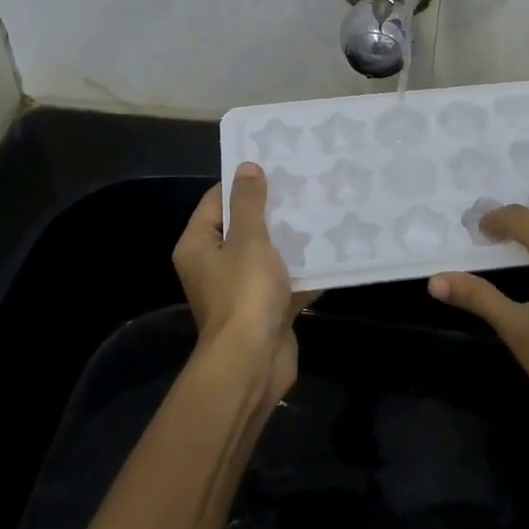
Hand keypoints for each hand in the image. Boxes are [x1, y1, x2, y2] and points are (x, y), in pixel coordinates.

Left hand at [172, 163, 314, 406]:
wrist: (253, 363)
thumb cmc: (244, 294)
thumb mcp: (248, 239)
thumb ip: (249, 203)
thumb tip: (246, 167)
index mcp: (198, 245)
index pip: (217, 201)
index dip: (243, 183)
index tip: (274, 166)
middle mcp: (213, 266)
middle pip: (243, 228)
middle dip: (273, 210)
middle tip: (304, 186)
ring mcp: (239, 290)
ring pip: (266, 255)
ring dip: (290, 240)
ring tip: (320, 212)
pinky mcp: (264, 310)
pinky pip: (283, 281)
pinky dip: (302, 271)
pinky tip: (330, 253)